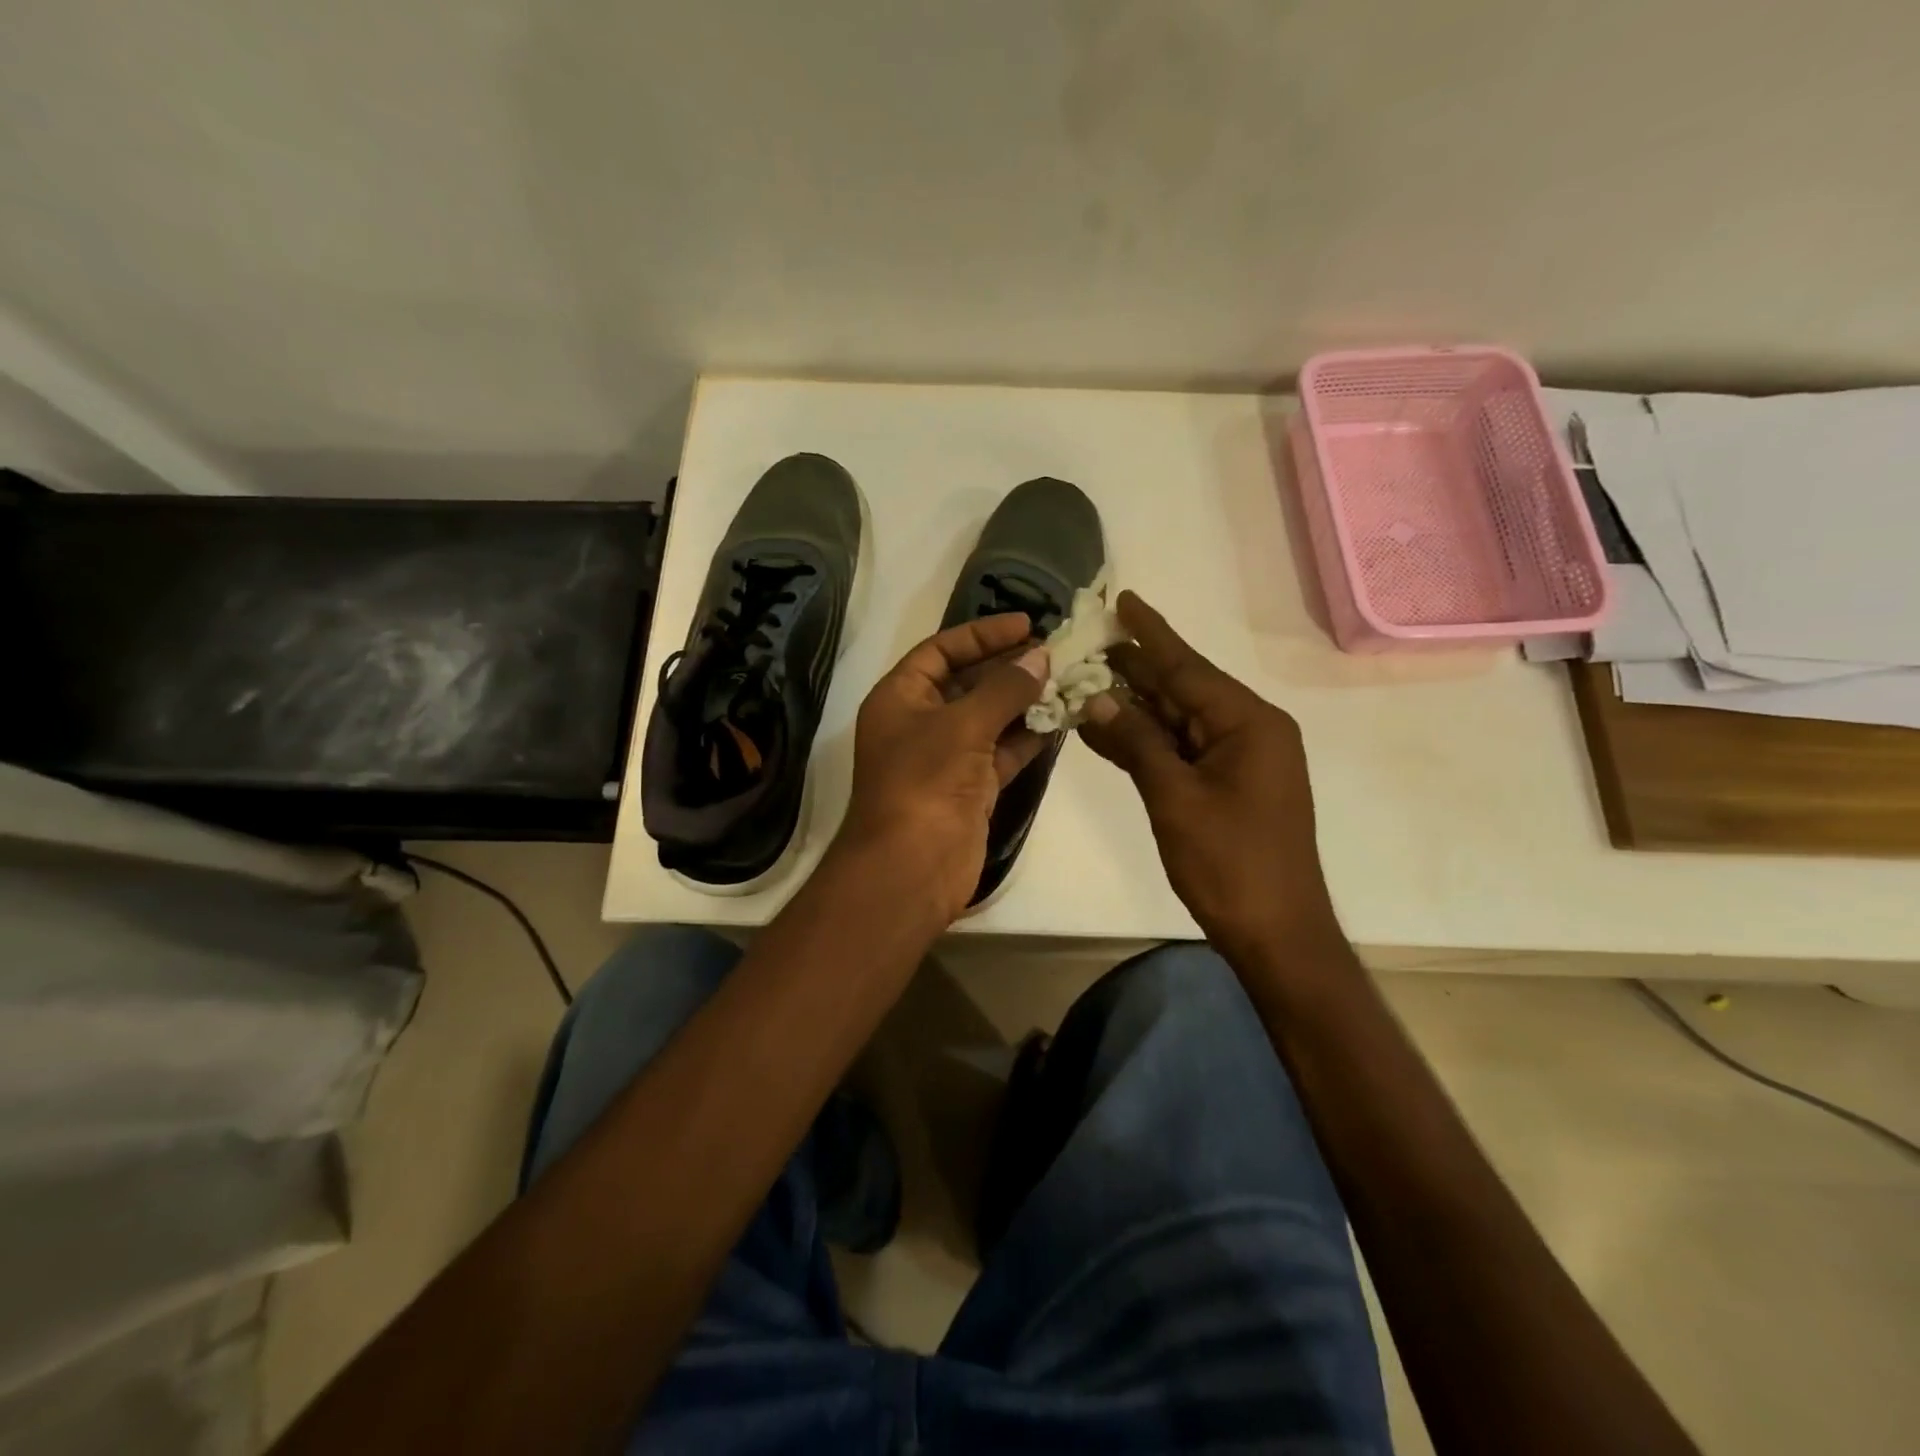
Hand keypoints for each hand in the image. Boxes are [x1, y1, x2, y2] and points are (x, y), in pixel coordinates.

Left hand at [833, 613, 1049, 924]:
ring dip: (1025, 701)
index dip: (981, 634)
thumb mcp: (963, 725)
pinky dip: (1029, 737)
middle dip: (1009, 667)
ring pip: (990, 718)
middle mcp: (921, 722)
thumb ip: (1004, 688)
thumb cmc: (925, 781)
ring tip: (1068, 680)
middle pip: (968, 682)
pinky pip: (1003, 751)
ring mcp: (947, 757)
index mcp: (900, 697)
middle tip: (1056, 652)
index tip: (1025, 623)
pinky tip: (1062, 719)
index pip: (940, 651)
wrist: (912, 867)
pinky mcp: (972, 787)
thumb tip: (1041, 656)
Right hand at [1080, 592, 1342, 962]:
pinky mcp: (1227, 786)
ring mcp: (1240, 760)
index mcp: (1248, 723)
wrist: (1275, 932)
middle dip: (1137, 669)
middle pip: (1183, 690)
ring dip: (1135, 707)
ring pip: (1178, 721)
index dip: (1151, 634)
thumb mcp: (1174, 797)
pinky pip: (1181, 751)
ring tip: (1088, 680)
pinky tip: (1107, 731)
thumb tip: (1096, 699)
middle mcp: (1249, 731)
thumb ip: (1136, 742)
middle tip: (1089, 643)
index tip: (1123, 599)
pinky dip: (1146, 742)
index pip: (1189, 667)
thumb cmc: (1229, 862)